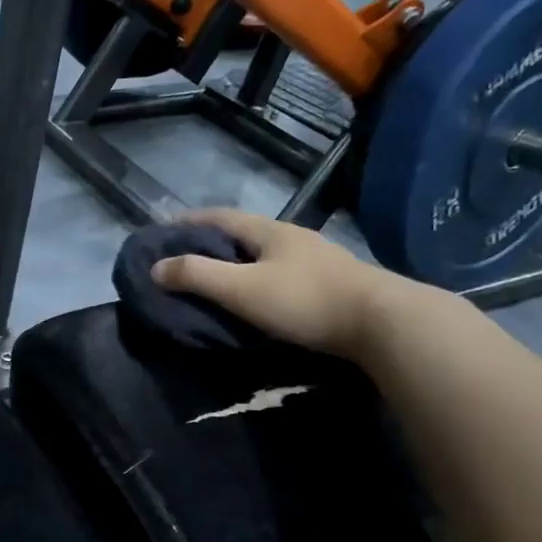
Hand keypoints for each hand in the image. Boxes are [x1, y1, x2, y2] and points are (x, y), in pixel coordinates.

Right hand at [149, 207, 406, 358]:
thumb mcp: (242, 289)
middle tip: (184, 259)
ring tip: (216, 280)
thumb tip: (156, 267)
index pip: (219, 217)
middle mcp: (293, 238)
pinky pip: (283, 275)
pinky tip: (258, 298)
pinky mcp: (332, 285)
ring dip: (238, 263)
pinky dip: (259, 280)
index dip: (188, 221)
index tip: (162, 231)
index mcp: (270, 231)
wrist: (385, 324)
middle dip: (211, 243)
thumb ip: (198, 276)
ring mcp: (317, 260)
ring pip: (265, 255)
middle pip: (243, 233)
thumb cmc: (306, 300)